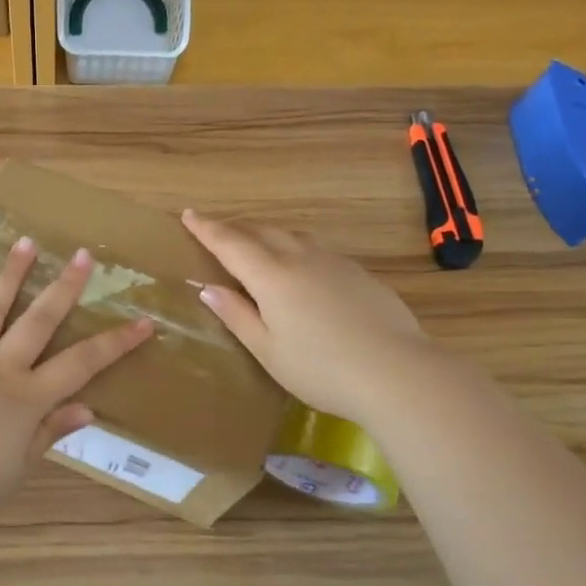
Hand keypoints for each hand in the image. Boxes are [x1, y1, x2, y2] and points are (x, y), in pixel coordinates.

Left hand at [0, 237, 153, 528]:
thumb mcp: (13, 471)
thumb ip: (48, 434)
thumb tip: (88, 409)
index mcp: (25, 399)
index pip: (81, 365)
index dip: (115, 343)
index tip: (142, 322)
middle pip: (39, 321)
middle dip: (65, 287)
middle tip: (83, 255)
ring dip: (13, 273)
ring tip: (27, 241)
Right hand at [182, 210, 431, 427]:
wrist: (396, 372)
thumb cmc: (320, 369)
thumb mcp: (268, 350)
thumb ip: (238, 316)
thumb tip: (208, 287)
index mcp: (272, 276)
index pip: (231, 243)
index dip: (207, 228)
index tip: (189, 214)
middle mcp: (301, 259)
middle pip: (263, 232)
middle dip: (237, 229)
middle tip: (218, 232)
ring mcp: (335, 263)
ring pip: (294, 237)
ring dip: (269, 236)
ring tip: (258, 246)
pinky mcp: (360, 275)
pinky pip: (318, 251)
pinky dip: (298, 250)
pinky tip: (303, 271)